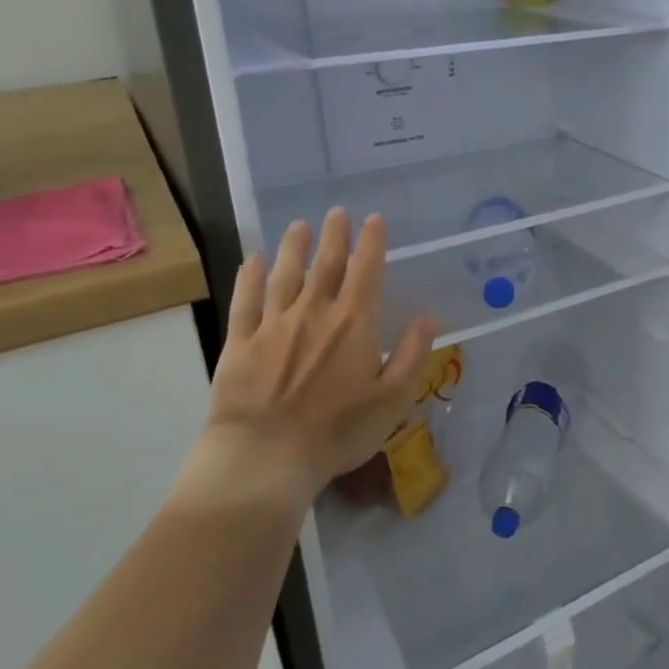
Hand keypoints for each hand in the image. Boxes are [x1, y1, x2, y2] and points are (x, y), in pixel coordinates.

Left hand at [182, 210, 435, 514]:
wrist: (265, 456)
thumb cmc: (338, 430)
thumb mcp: (393, 398)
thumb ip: (412, 354)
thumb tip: (428, 318)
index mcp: (354, 323)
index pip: (366, 271)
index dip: (371, 243)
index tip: (373, 219)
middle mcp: (314, 312)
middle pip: (326, 264)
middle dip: (334, 236)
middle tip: (337, 212)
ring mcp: (273, 325)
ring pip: (284, 275)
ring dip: (293, 248)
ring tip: (298, 226)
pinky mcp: (240, 343)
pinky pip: (245, 302)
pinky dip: (249, 278)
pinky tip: (251, 261)